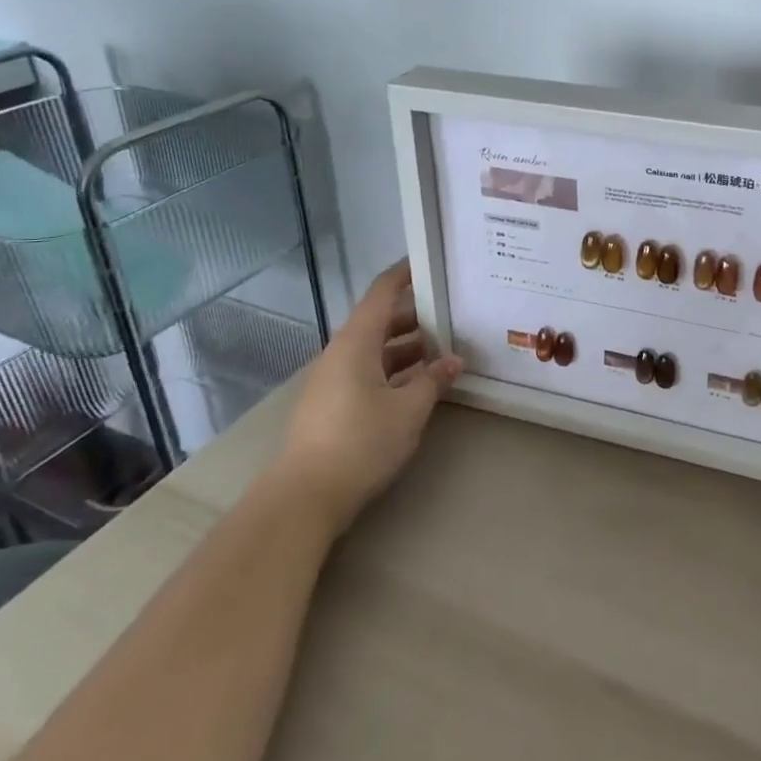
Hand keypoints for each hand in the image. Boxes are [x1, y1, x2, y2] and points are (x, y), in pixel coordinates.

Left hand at [279, 260, 461, 534]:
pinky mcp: (333, 405)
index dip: (405, 274)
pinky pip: (369, 373)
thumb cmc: (360, 442)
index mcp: (356, 342)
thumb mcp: (409, 409)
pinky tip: (420, 385)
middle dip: (417, 316)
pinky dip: (395, 371)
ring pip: (376, 350)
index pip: (382, 293)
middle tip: (453, 314)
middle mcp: (341, 353)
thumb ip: (434, 379)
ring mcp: (334, 380)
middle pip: (381, 321)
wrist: (305, 497)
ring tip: (445, 351)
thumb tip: (455, 359)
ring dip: (408, 348)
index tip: (431, 262)